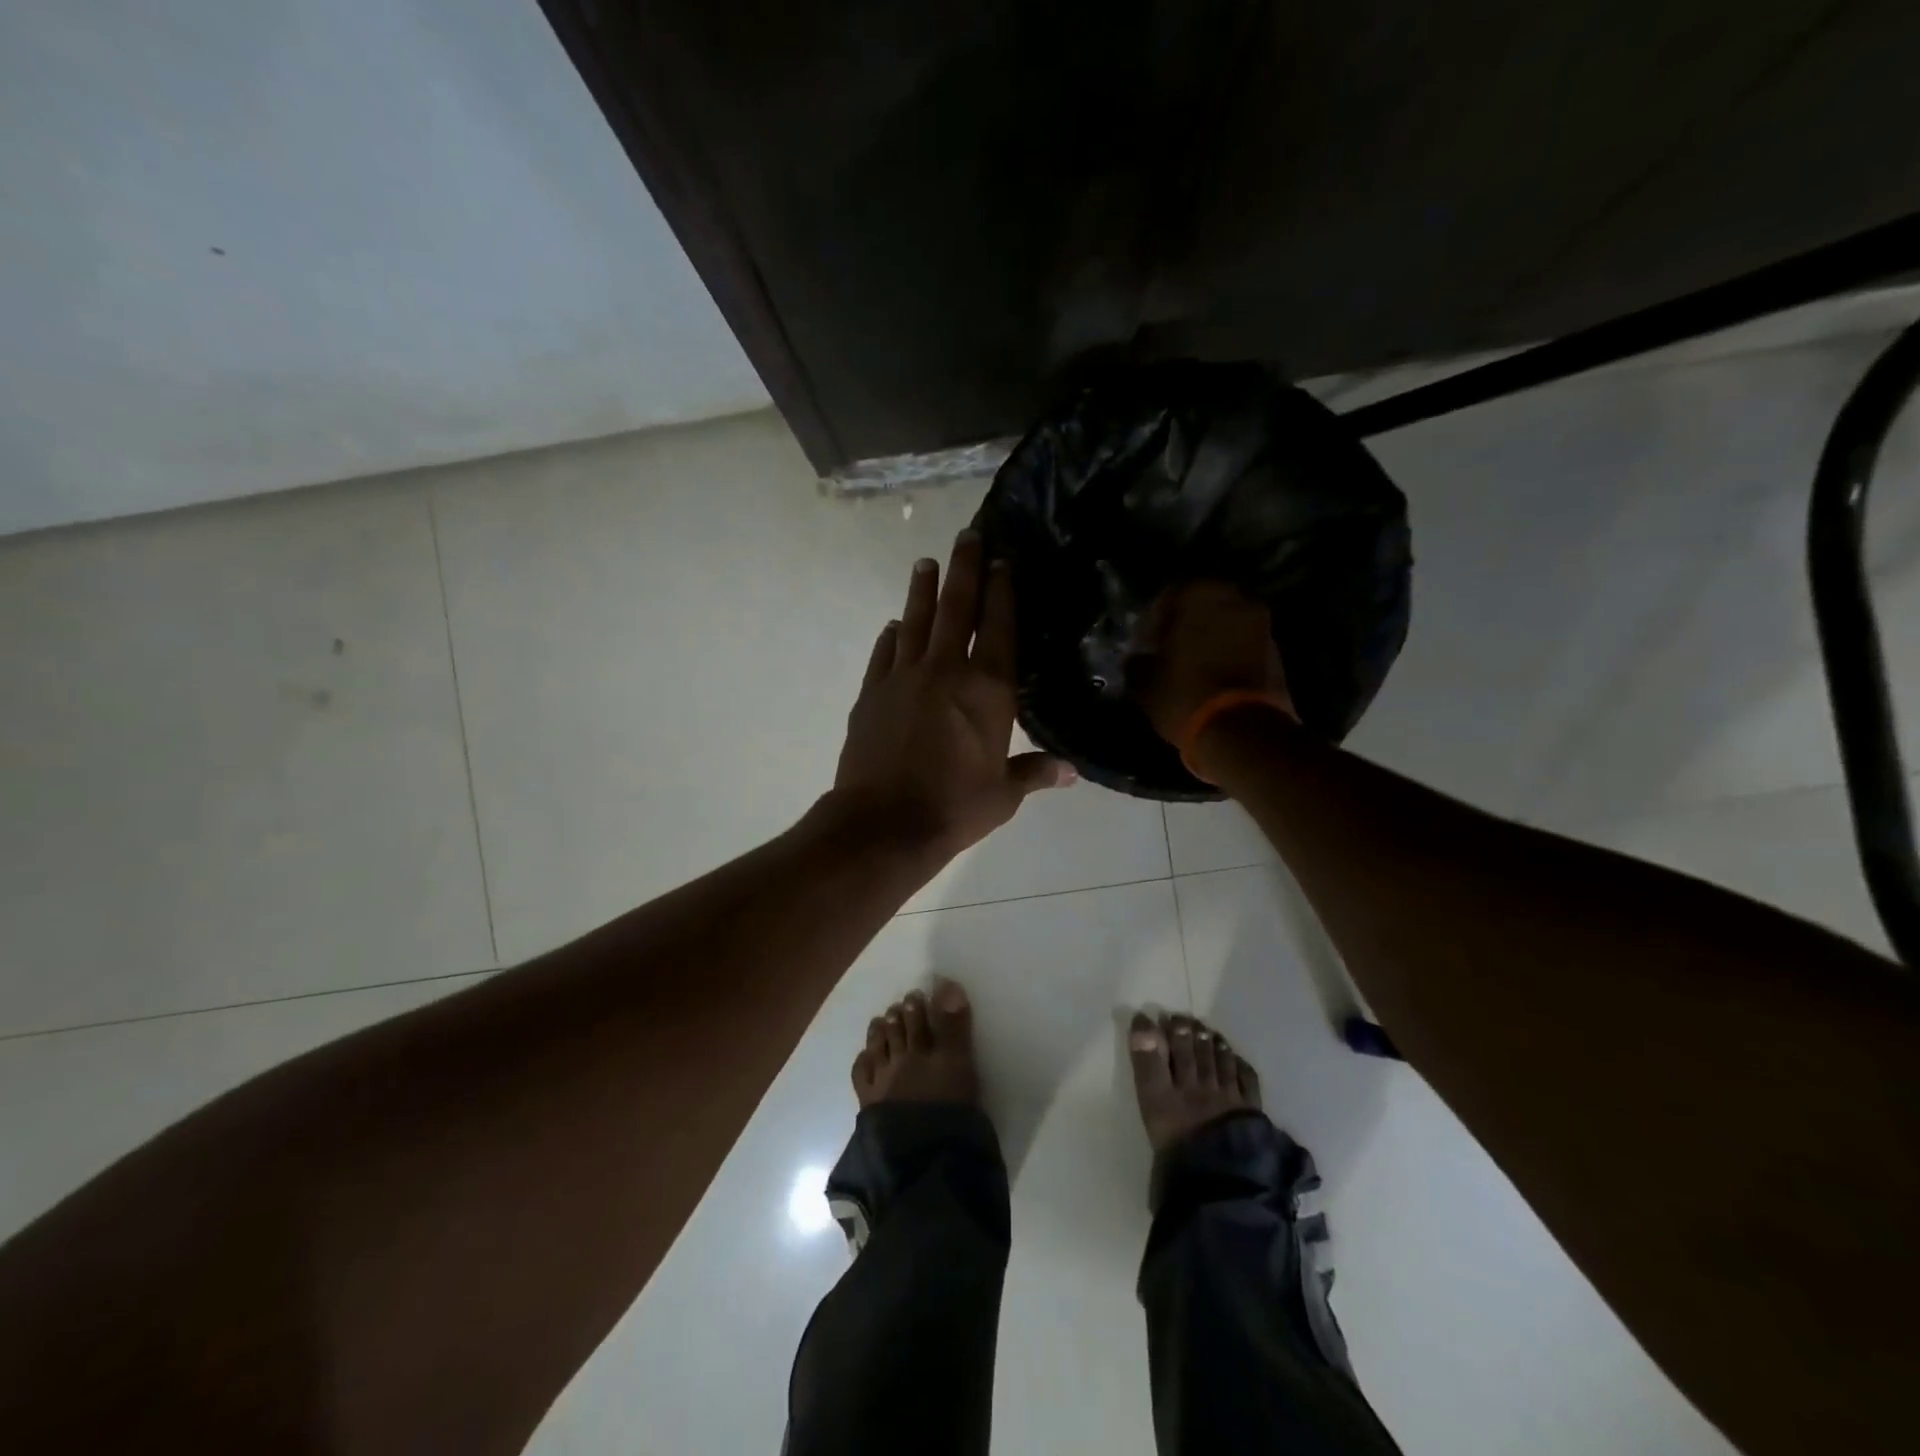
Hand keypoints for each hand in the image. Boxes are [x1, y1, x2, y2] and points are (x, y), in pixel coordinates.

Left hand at [832, 531, 1074, 863]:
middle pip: (957, 609)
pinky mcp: (871, 694)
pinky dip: (891, 636)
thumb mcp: (1003, 795)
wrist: (883, 824)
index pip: (999, 627)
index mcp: (987, 690)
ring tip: (926, 562)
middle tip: (968, 535)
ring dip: (922, 590)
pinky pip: (884, 654)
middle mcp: (946, 671)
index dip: (1003, 590)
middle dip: (965, 569)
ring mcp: (903, 678)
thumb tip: (1070, 771)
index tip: (1003, 558)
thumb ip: (1034, 773)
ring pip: (915, 622)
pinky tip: (894, 626)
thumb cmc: (954, 808)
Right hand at [1132, 581, 1293, 744]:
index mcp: (1200, 595)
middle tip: (1166, 650)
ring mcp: (1261, 624)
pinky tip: (1210, 675)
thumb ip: (1138, 661)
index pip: (1169, 595)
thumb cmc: (1185, 695)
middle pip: (1202, 605)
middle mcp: (1235, 599)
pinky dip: (1226, 652)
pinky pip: (1241, 642)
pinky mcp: (1275, 651)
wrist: (1242, 731)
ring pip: (1225, 622)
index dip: (1153, 620)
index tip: (1143, 643)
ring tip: (1188, 665)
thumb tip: (1137, 657)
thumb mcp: (1145, 682)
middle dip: (1184, 625)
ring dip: (1207, 638)